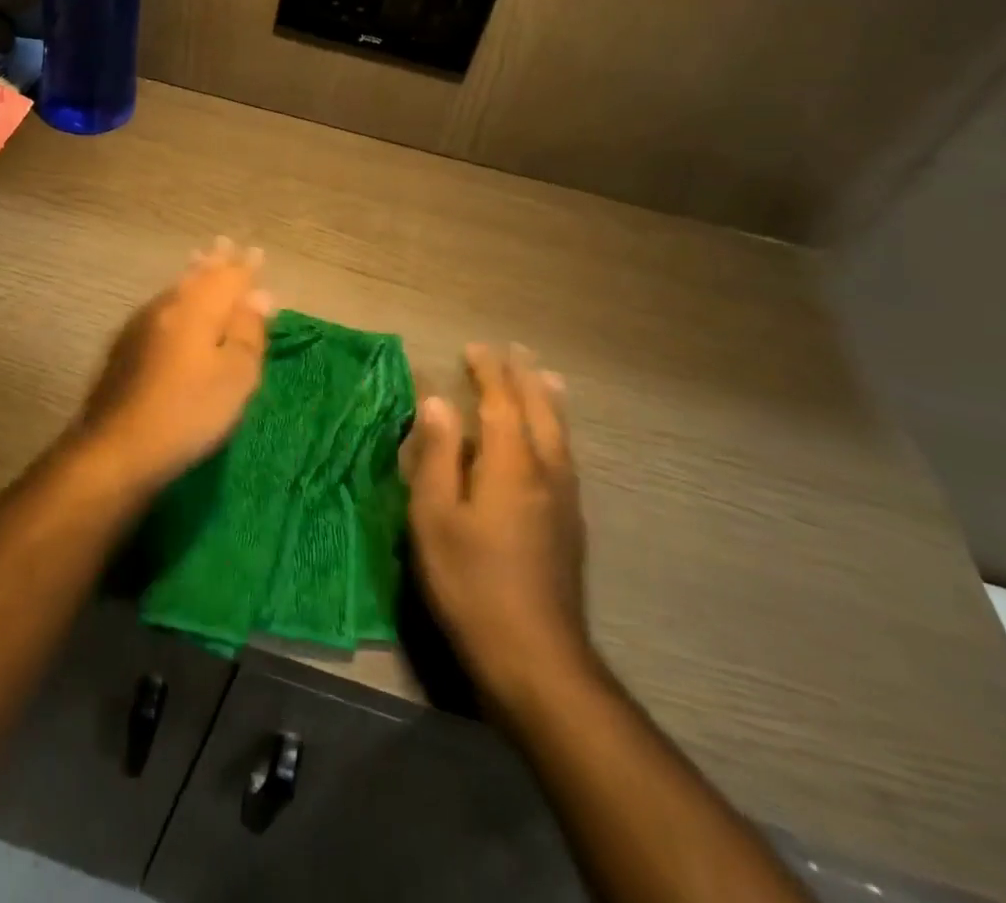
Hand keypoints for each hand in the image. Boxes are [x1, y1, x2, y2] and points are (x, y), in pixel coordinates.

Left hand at [76, 238, 274, 491]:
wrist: (117, 446)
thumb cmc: (188, 412)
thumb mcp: (235, 376)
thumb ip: (248, 331)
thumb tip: (259, 295)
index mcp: (197, 308)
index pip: (228, 277)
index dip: (244, 267)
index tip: (256, 253)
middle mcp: (167, 306)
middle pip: (196, 276)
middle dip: (214, 262)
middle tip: (225, 246)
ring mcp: (140, 325)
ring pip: (175, 290)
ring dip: (193, 275)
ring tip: (202, 263)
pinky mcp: (125, 346)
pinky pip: (161, 307)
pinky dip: (177, 298)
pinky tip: (175, 306)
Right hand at [403, 343, 590, 687]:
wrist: (536, 658)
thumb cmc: (471, 583)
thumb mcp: (435, 517)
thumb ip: (438, 455)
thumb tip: (438, 401)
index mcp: (511, 465)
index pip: (500, 403)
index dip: (488, 372)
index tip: (474, 347)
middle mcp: (546, 473)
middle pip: (540, 411)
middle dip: (524, 377)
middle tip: (514, 350)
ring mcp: (565, 501)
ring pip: (560, 434)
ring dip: (548, 399)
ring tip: (545, 377)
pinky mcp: (570, 526)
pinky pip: (565, 456)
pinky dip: (556, 430)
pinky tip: (553, 441)